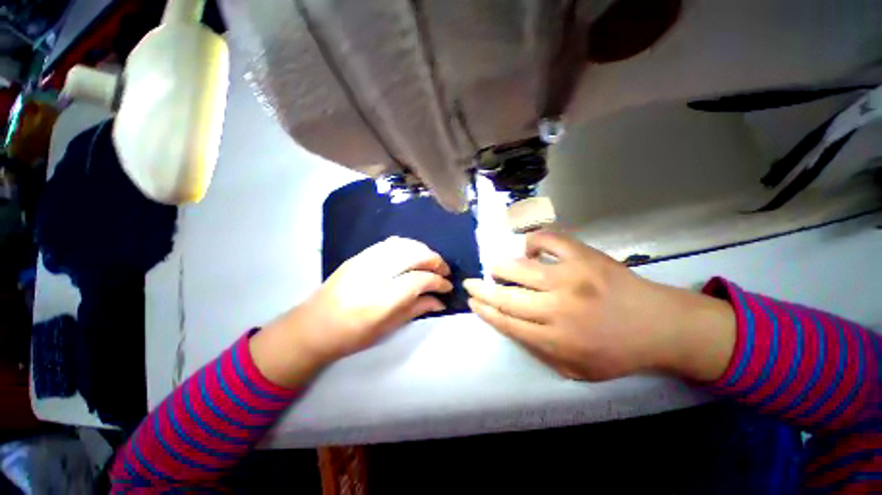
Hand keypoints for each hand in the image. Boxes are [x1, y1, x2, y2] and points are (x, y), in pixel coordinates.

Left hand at [251, 237, 451, 386]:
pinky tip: (414, 254)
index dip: (437, 281)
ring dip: (423, 250)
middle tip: (444, 271)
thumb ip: (416, 309)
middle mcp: (371, 276)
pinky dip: (408, 245)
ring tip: (432, 261)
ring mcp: (363, 262)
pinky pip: (389, 243)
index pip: (418, 280)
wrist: (312, 327)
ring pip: (402, 244)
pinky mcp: (358, 256)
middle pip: (412, 255)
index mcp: (378, 301)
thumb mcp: (386, 329)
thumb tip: (440, 300)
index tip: (447, 286)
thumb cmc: (351, 336)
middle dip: (434, 260)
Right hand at [464, 231, 735, 381]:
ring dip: (500, 267)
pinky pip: (547, 240)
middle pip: (505, 296)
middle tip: (471, 283)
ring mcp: (571, 277)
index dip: (484, 309)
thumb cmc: (618, 352)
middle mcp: (557, 307)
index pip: (505, 321)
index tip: (472, 301)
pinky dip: (532, 242)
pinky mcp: (584, 256)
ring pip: (519, 268)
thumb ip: (538, 351)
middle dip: (481, 289)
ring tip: (496, 268)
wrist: (661, 326)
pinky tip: (529, 250)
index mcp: (555, 338)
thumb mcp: (575, 369)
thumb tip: (510, 325)